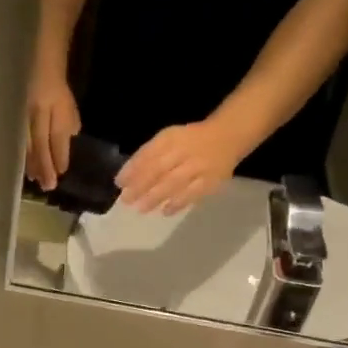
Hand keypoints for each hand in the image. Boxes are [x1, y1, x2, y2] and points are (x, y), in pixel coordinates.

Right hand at [25, 67, 80, 190]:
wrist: (39, 63)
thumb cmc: (58, 88)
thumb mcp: (69, 106)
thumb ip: (68, 126)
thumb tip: (64, 148)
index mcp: (56, 106)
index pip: (57, 134)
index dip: (59, 154)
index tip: (61, 172)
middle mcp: (39, 110)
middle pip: (41, 143)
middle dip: (45, 166)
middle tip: (48, 186)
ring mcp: (25, 114)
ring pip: (27, 144)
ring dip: (33, 164)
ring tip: (37, 180)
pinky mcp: (16, 118)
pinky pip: (20, 141)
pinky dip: (24, 156)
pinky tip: (27, 169)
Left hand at [115, 122, 240, 214]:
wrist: (228, 136)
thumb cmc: (189, 141)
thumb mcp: (167, 139)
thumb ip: (147, 155)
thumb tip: (125, 179)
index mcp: (172, 138)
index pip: (149, 153)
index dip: (133, 168)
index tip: (119, 183)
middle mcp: (186, 150)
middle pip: (160, 169)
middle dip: (141, 185)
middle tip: (126, 200)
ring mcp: (200, 166)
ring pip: (175, 182)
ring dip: (156, 197)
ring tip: (141, 209)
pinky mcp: (212, 180)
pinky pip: (194, 193)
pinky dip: (178, 203)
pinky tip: (165, 211)